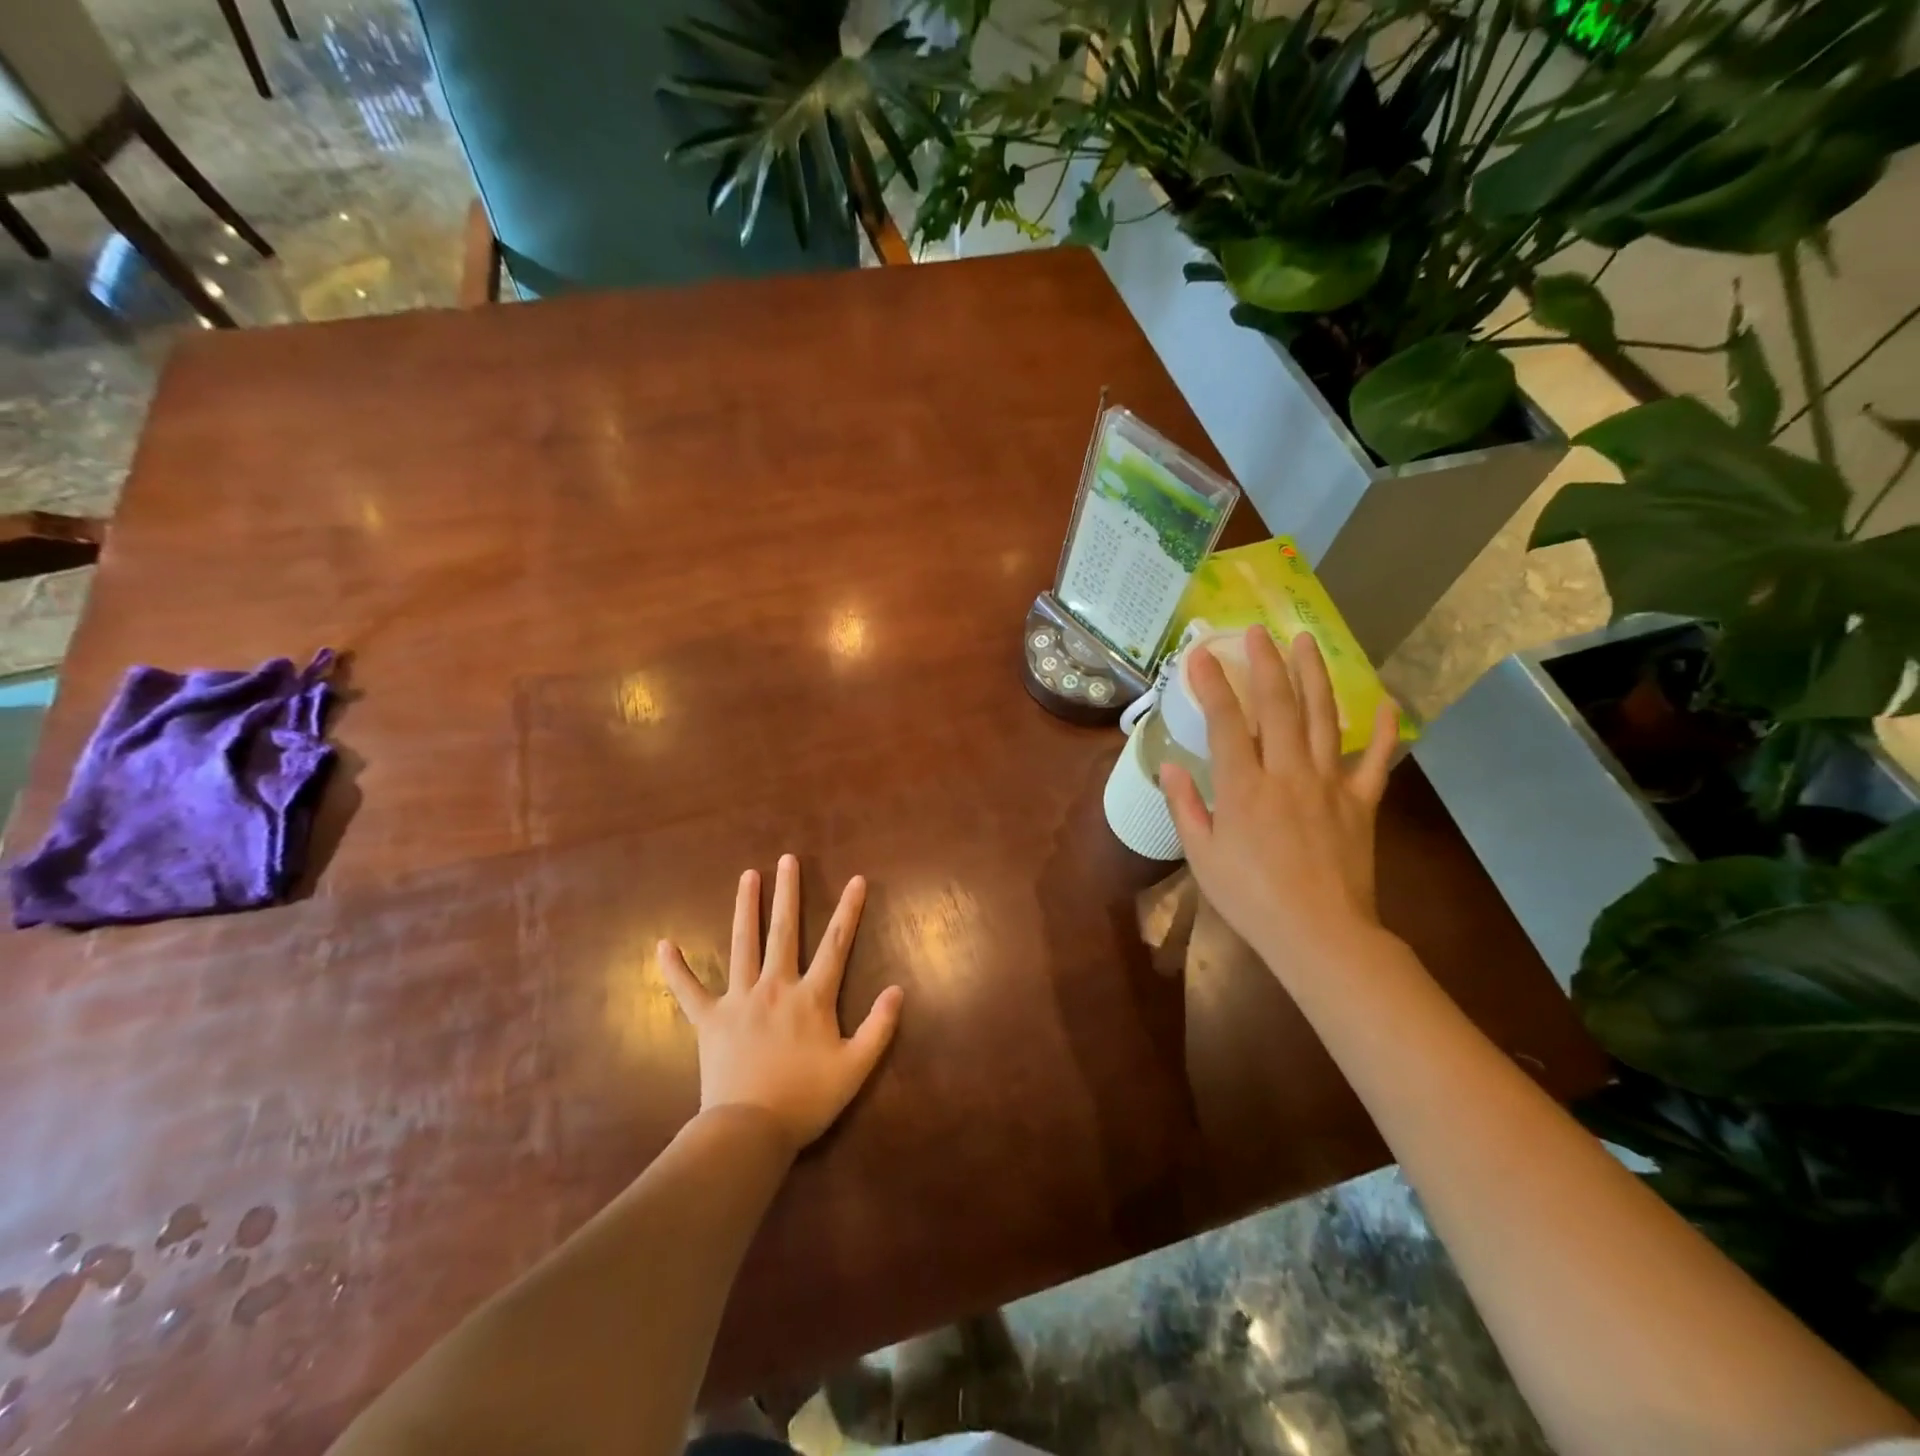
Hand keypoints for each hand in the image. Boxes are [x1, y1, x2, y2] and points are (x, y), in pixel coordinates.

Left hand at [659, 854, 903, 1155]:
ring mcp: (739, 1000)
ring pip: (743, 944)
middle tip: (787, 860)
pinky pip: (689, 990)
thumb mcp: (855, 1068)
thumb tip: (898, 989)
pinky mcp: (710, 1020)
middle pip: (785, 930)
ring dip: (746, 907)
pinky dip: (676, 968)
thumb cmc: (806, 1100)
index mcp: (812, 997)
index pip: (836, 943)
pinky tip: (664, 945)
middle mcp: (776, 987)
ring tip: (748, 876)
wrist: (749, 1131)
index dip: (849, 910)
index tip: (857, 879)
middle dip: (788, 892)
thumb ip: (879, 1027)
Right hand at [1161, 627, 1398, 966]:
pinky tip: (1385, 701)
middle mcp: (1287, 773)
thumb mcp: (1202, 855)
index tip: (1199, 655)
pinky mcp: (1361, 803)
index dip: (1211, 685)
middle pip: (1278, 706)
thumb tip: (1168, 767)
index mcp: (1243, 787)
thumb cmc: (1250, 897)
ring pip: (1323, 718)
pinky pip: (1375, 761)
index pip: (1226, 722)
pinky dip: (1383, 730)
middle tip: (1258, 632)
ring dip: (1314, 676)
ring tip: (1307, 642)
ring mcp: (1329, 784)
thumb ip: (1185, 806)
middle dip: (1265, 664)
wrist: (1319, 934)